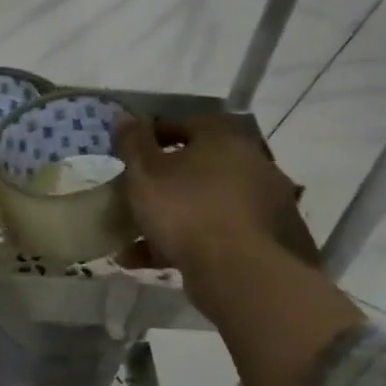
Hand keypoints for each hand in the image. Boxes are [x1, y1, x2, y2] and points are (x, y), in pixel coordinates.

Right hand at [115, 114, 317, 277]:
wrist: (238, 270)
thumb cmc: (185, 210)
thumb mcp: (145, 174)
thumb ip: (132, 143)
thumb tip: (123, 116)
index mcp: (224, 139)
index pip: (187, 123)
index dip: (154, 136)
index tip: (131, 154)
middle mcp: (250, 164)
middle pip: (197, 167)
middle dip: (163, 183)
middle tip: (135, 198)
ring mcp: (261, 203)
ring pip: (203, 205)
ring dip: (169, 218)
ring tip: (132, 241)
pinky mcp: (262, 239)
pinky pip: (214, 234)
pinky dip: (183, 243)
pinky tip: (149, 261)